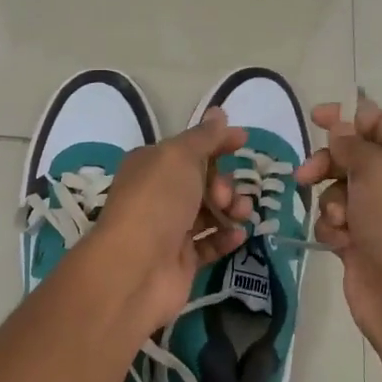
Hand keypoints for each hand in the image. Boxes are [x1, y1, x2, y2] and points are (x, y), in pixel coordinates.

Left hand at [84, 108, 254, 334]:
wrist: (136, 268)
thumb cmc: (156, 202)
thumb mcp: (179, 157)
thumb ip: (204, 137)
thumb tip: (219, 113)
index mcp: (151, 165)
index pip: (189, 148)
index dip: (217, 142)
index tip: (244, 141)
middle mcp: (158, 195)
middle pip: (203, 181)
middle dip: (224, 182)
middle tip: (225, 195)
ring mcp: (169, 229)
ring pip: (210, 212)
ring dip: (231, 209)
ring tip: (240, 215)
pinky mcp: (181, 260)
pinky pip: (210, 243)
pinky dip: (226, 238)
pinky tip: (237, 236)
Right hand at [294, 94, 381, 352]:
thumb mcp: (378, 169)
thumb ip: (352, 143)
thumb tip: (338, 128)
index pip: (381, 122)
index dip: (347, 118)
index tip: (314, 117)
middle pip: (355, 156)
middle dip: (329, 164)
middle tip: (305, 175)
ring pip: (340, 189)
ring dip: (331, 202)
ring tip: (339, 221)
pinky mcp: (364, 239)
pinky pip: (336, 219)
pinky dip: (333, 227)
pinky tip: (342, 241)